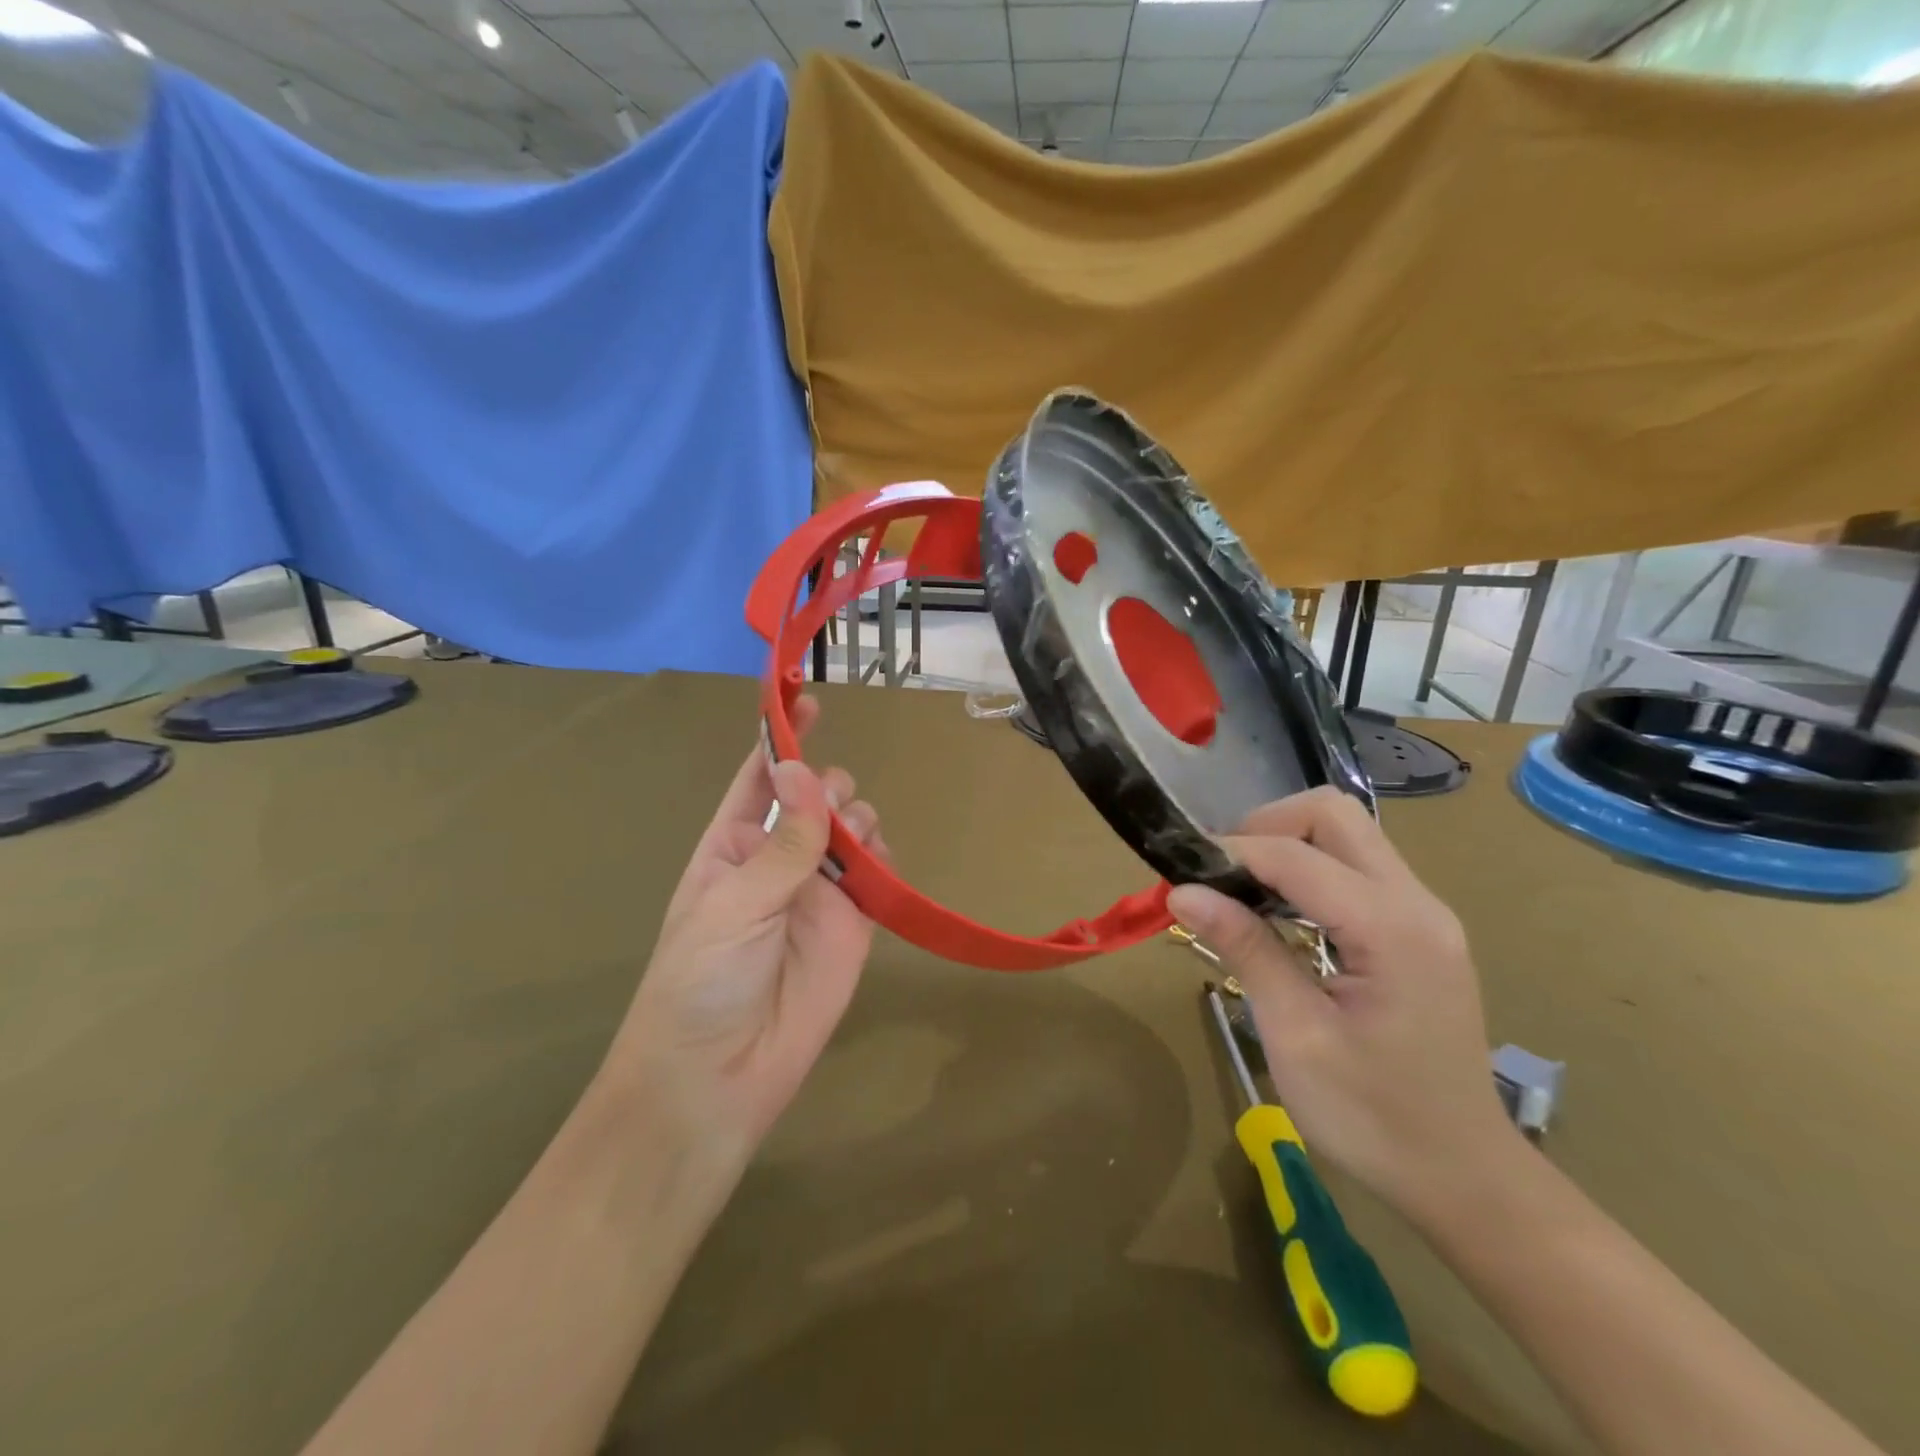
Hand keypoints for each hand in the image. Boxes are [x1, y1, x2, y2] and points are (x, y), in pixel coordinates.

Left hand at [602, 697, 883, 1169]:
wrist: (718, 1079)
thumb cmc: (700, 982)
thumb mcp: (732, 904)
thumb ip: (782, 843)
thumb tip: (810, 775)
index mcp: (732, 844)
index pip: (759, 778)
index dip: (782, 740)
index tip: (808, 703)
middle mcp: (778, 858)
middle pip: (816, 795)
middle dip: (827, 787)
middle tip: (829, 808)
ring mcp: (819, 890)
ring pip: (853, 826)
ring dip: (857, 818)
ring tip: (852, 844)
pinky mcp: (854, 922)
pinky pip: (879, 872)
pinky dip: (884, 858)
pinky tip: (877, 869)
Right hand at [1167, 788, 1515, 1221]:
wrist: (1464, 1178)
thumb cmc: (1374, 1118)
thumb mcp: (1296, 1035)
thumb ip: (1246, 949)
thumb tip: (1182, 891)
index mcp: (1392, 929)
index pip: (1296, 855)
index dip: (1231, 852)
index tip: (1178, 871)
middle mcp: (1417, 903)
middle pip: (1334, 815)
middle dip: (1266, 826)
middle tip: (1219, 871)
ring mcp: (1424, 913)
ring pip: (1347, 834)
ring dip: (1286, 844)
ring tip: (1237, 888)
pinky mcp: (1417, 929)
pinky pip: (1357, 867)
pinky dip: (1308, 870)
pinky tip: (1277, 911)